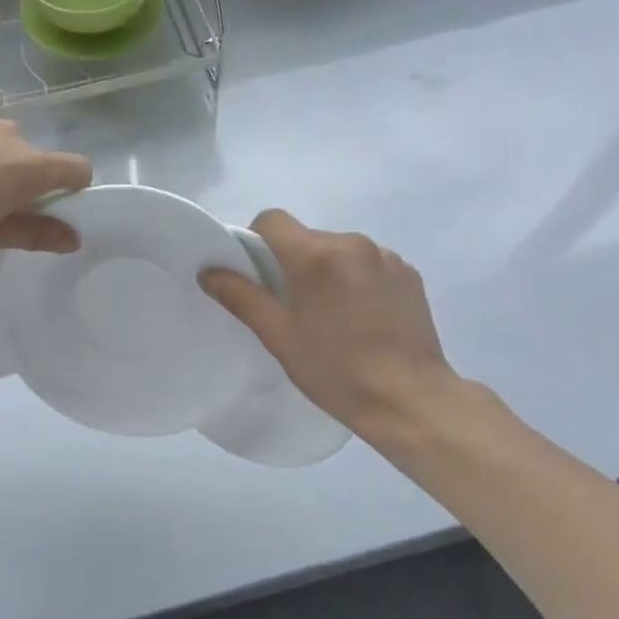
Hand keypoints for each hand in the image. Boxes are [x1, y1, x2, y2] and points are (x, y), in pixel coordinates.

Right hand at [201, 210, 458, 435]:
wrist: (409, 398)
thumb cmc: (335, 371)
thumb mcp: (279, 337)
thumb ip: (242, 297)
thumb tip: (209, 271)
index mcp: (315, 256)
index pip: (272, 220)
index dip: (256, 240)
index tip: (257, 274)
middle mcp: (352, 243)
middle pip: (307, 237)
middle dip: (294, 261)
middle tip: (294, 306)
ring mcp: (385, 256)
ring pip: (340, 249)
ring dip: (328, 270)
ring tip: (333, 315)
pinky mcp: (408, 272)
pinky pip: (369, 263)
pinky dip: (358, 279)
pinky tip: (363, 317)